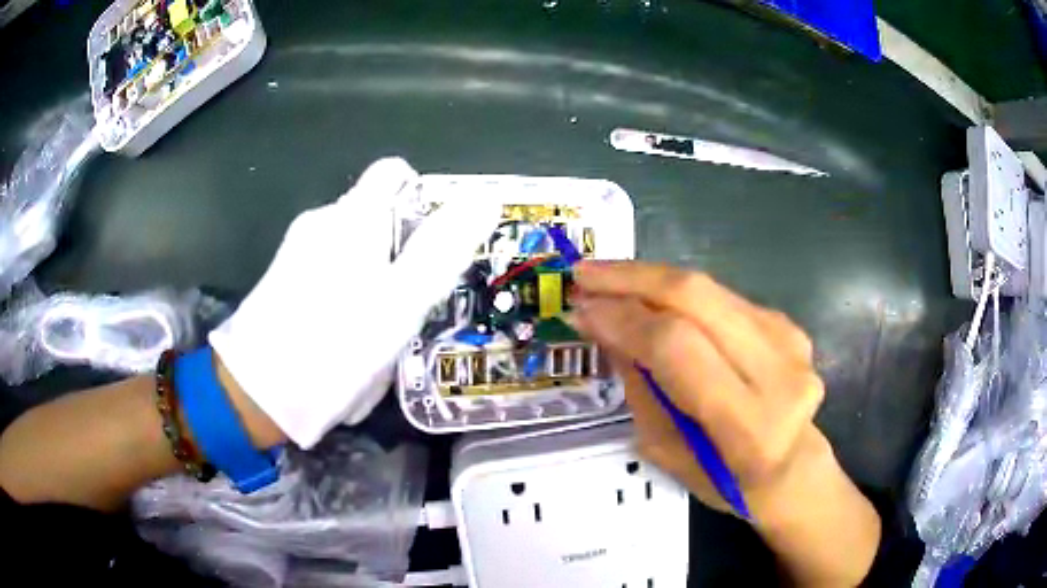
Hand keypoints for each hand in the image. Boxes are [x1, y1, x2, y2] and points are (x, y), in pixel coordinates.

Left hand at [209, 158, 500, 448]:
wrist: (257, 394)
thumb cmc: (336, 346)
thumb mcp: (401, 301)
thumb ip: (443, 247)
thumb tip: (483, 199)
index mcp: (352, 216)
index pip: (395, 174)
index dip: (424, 199)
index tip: (436, 245)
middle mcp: (322, 221)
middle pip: (377, 216)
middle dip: (402, 253)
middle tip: (411, 304)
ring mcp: (297, 250)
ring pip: (354, 251)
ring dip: (375, 281)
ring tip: (377, 332)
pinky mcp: (283, 279)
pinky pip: (330, 275)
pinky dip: (347, 296)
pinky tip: (345, 339)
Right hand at [567, 261, 879, 586]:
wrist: (792, 467)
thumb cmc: (725, 480)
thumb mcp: (667, 452)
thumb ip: (640, 387)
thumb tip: (604, 323)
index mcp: (748, 426)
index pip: (678, 348)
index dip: (625, 320)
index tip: (581, 309)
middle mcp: (779, 373)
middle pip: (698, 299)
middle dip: (633, 279)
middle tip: (585, 275)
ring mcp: (789, 341)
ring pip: (709, 289)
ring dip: (650, 278)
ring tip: (607, 279)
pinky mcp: (788, 324)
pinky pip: (721, 297)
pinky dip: (679, 293)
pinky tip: (651, 298)